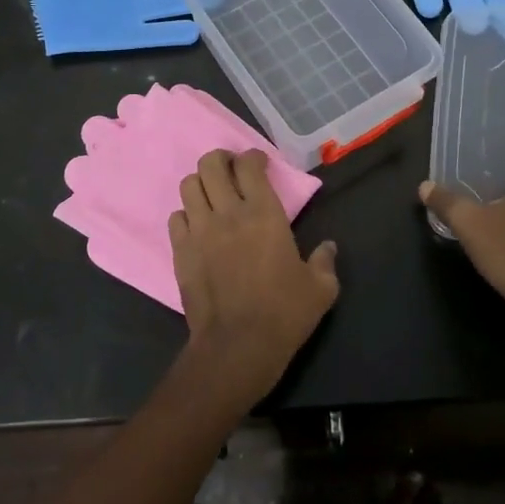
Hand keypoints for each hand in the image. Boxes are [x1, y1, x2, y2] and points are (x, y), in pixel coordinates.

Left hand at [170, 149, 339, 406]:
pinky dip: (186, 215)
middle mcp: (228, 213)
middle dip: (220, 160)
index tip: (259, 163)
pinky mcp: (181, 252)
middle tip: (231, 171)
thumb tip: (328, 248)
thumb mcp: (320, 289)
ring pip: (189, 185)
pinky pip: (176, 217)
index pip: (249, 165)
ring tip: (212, 196)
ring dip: (201, 184)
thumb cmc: (284, 313)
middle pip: (211, 164)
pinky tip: (197, 227)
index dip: (252, 157)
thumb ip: (325, 262)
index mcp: (264, 213)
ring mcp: (199, 231)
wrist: (238, 345)